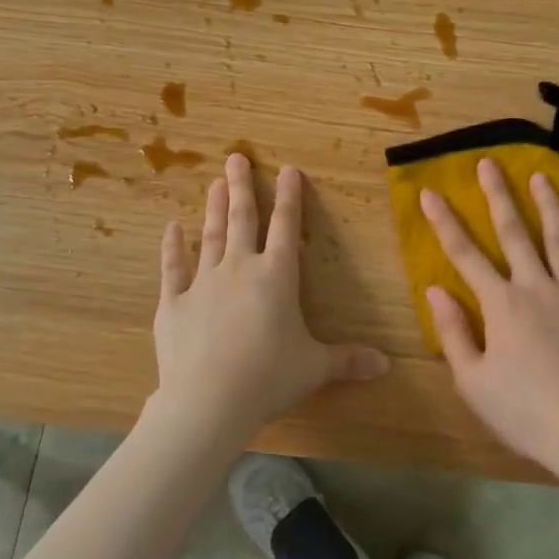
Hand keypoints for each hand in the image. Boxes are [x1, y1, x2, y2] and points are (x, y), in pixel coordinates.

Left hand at [154, 154, 387, 439]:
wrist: (208, 400)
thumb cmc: (269, 377)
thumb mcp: (315, 368)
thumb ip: (348, 360)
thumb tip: (386, 366)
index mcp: (277, 276)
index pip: (287, 226)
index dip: (289, 197)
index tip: (288, 169)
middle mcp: (240, 268)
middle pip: (243, 219)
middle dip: (242, 186)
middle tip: (235, 157)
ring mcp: (203, 283)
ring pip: (210, 236)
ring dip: (214, 208)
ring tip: (215, 183)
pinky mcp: (174, 304)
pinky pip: (172, 268)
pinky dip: (172, 247)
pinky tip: (171, 228)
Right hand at [420, 160, 558, 469]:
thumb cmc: (524, 412)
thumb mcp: (473, 382)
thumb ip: (454, 333)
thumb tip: (435, 291)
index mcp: (501, 304)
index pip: (465, 255)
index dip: (445, 222)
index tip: (430, 192)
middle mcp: (537, 287)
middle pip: (514, 233)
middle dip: (498, 195)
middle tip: (489, 162)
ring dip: (548, 205)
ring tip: (540, 175)